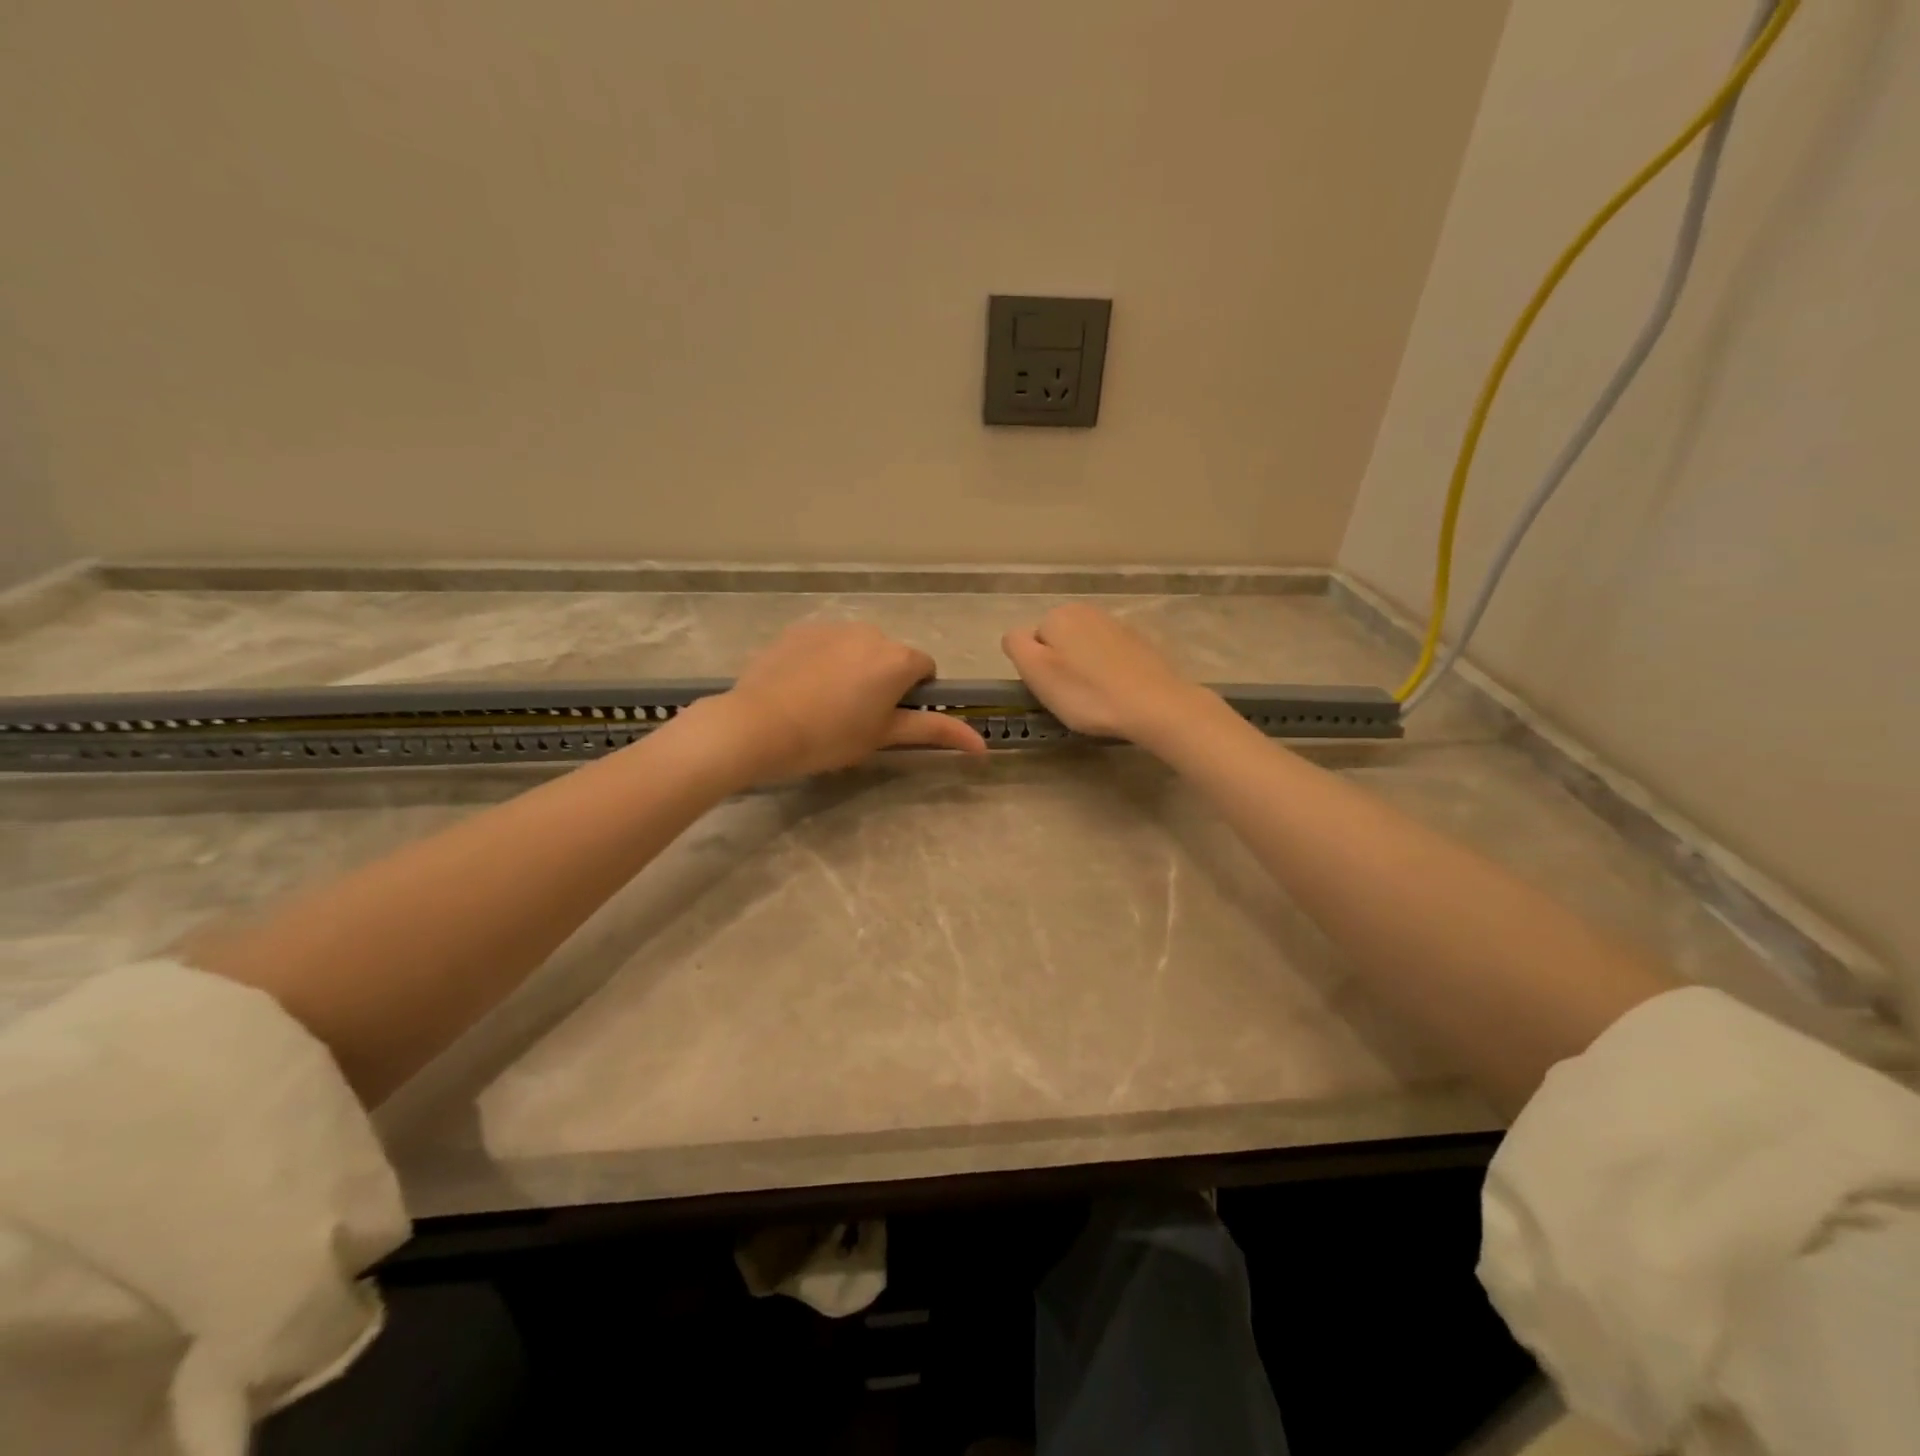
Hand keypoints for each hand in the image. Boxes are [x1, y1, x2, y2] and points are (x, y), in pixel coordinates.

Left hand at [704, 621, 986, 783]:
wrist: (758, 725)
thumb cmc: (830, 737)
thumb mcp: (884, 736)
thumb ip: (936, 732)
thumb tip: (983, 745)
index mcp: (898, 659)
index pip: (925, 669)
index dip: (913, 694)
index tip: (890, 718)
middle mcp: (871, 632)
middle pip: (890, 656)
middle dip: (882, 680)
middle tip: (856, 717)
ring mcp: (832, 627)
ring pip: (857, 648)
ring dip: (853, 668)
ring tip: (824, 704)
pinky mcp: (799, 629)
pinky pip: (825, 644)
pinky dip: (822, 661)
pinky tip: (801, 689)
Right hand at [1001, 604, 1211, 746]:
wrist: (1155, 706)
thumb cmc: (1087, 693)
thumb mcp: (1036, 672)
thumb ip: (1016, 646)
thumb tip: (1016, 636)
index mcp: (1059, 615)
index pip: (1029, 641)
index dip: (1036, 669)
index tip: (1050, 690)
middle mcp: (1087, 611)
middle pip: (1058, 642)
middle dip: (1060, 666)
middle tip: (1071, 697)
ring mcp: (1117, 625)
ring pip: (1084, 650)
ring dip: (1084, 670)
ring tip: (1095, 698)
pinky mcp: (1140, 644)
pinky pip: (1110, 658)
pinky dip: (1108, 673)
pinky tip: (1117, 694)